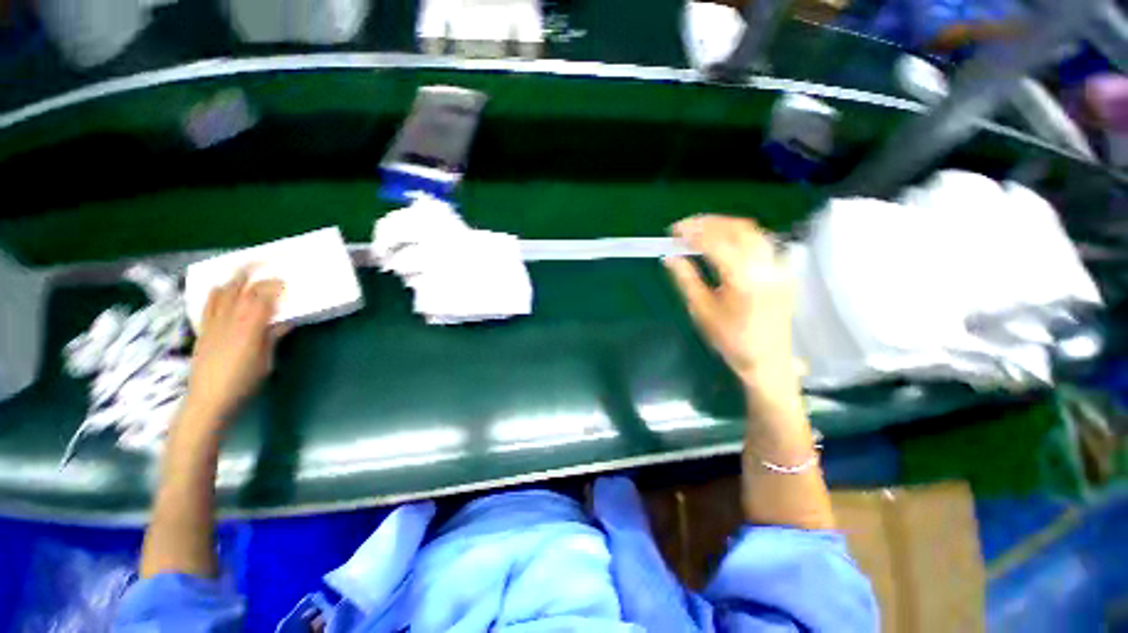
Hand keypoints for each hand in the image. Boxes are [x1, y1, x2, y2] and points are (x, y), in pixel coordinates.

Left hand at [182, 268, 286, 429]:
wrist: (208, 400)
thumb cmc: (244, 383)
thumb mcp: (266, 361)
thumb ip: (273, 338)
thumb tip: (284, 322)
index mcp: (249, 328)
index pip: (260, 299)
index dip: (272, 286)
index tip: (284, 281)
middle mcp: (228, 321)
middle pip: (238, 290)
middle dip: (250, 273)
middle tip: (263, 262)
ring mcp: (212, 324)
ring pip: (220, 294)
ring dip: (232, 280)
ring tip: (241, 271)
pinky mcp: (202, 331)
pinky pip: (207, 305)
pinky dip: (216, 293)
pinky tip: (220, 290)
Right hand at [664, 215, 797, 393]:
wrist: (768, 359)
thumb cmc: (730, 339)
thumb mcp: (701, 310)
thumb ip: (685, 279)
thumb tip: (669, 257)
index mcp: (744, 279)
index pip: (716, 243)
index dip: (693, 232)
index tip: (674, 231)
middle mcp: (766, 266)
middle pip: (737, 228)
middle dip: (708, 222)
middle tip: (685, 226)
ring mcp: (779, 265)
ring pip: (752, 231)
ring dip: (724, 225)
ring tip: (700, 230)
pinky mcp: (783, 268)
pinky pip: (760, 240)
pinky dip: (738, 234)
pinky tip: (723, 241)